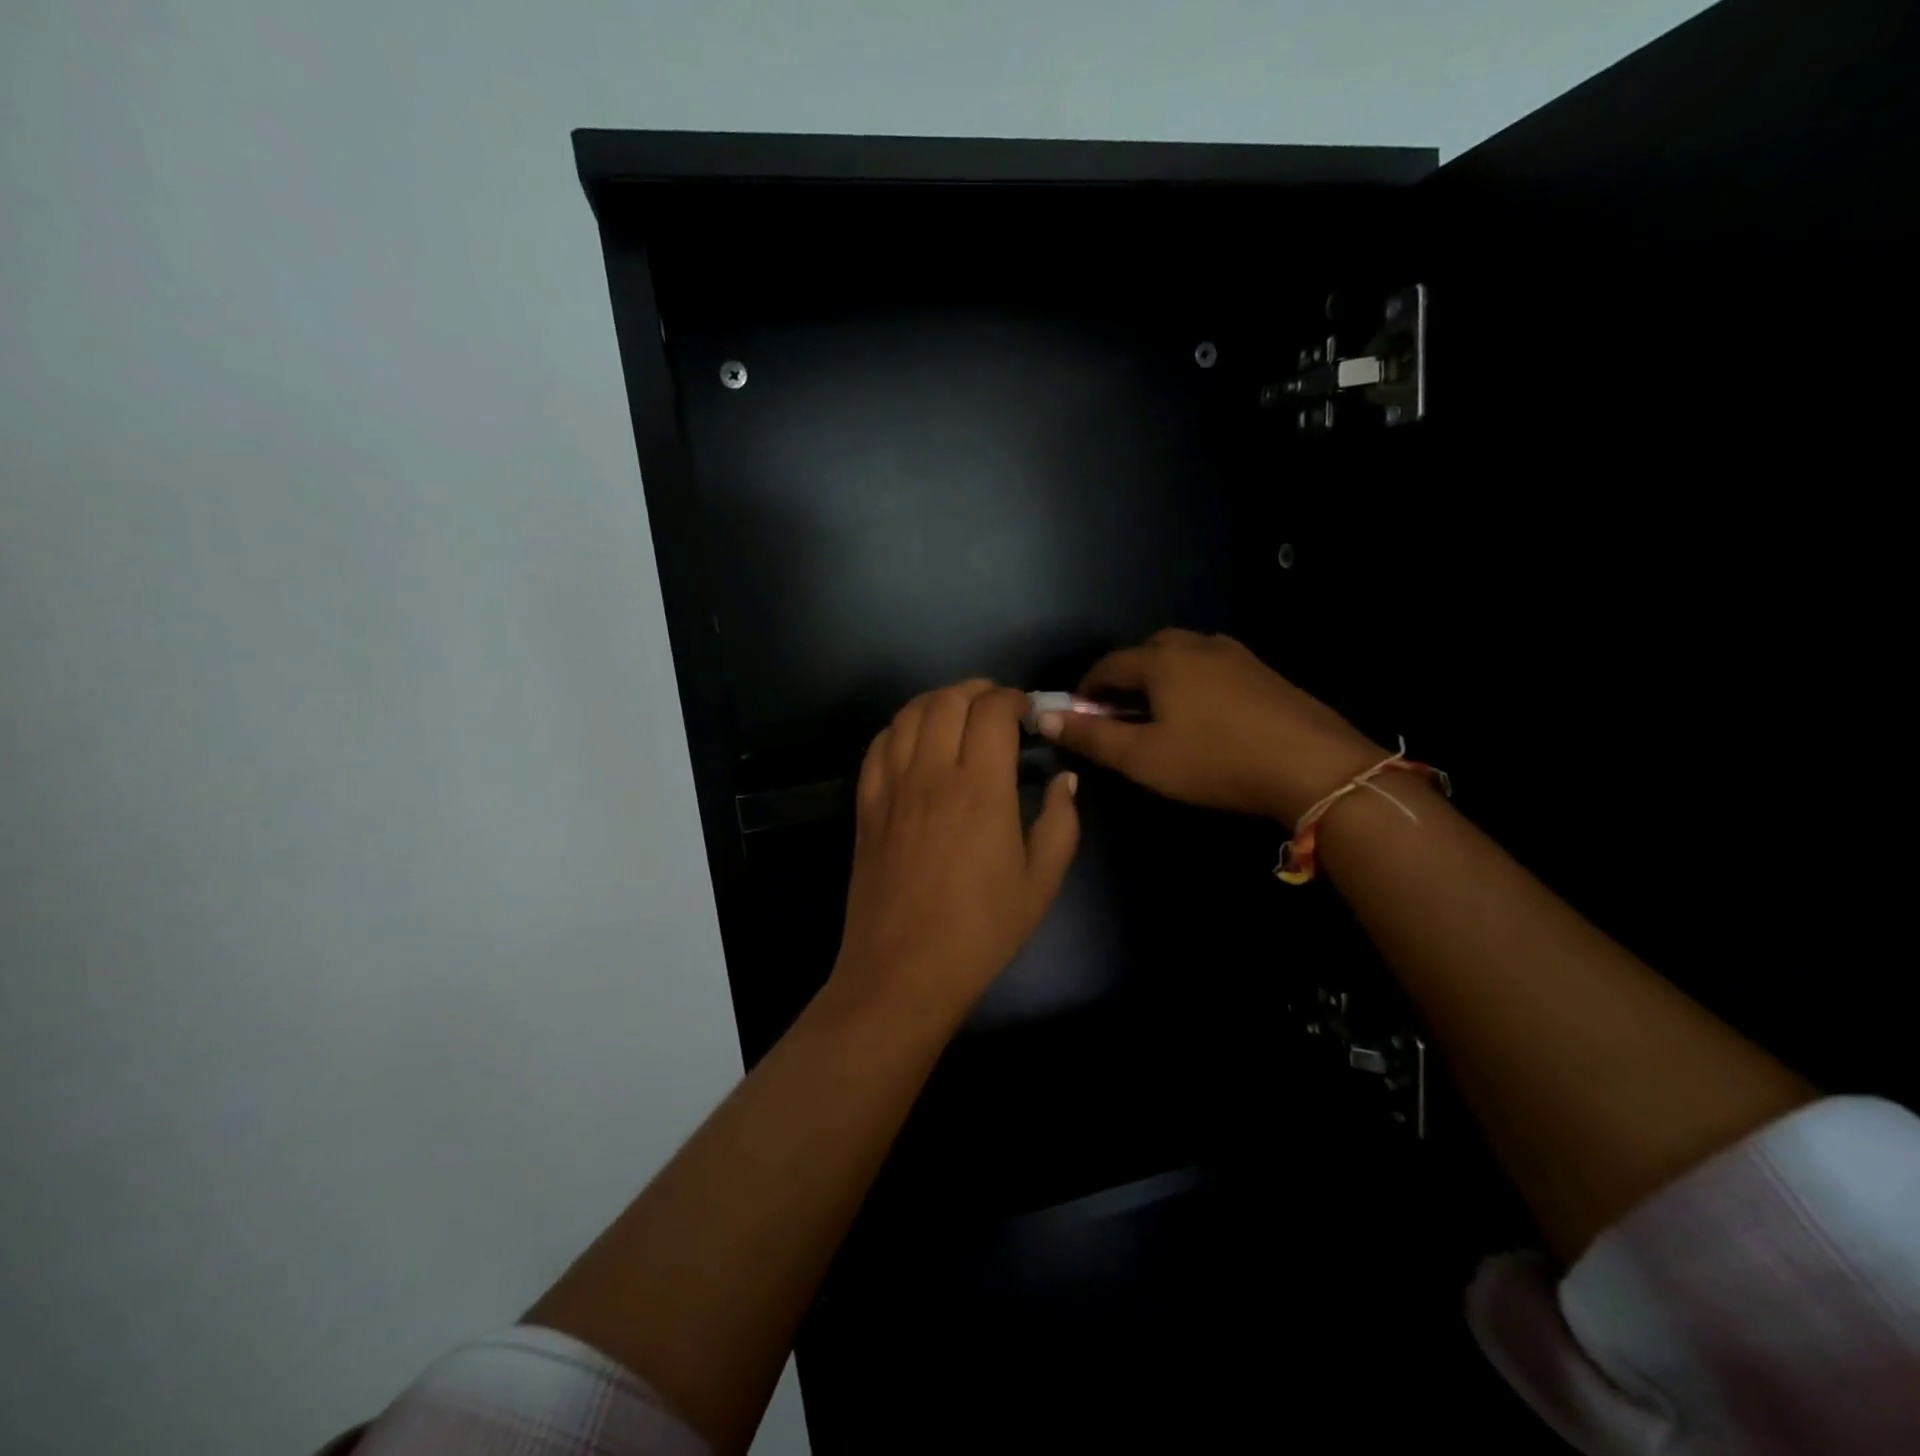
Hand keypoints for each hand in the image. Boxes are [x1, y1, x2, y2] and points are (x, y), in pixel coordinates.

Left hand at [832, 680, 1080, 1025]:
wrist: (903, 970)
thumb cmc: (981, 930)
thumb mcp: (1041, 882)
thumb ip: (1060, 822)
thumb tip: (1065, 780)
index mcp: (980, 788)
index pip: (992, 711)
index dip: (1012, 698)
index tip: (1026, 712)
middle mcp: (931, 773)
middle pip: (948, 701)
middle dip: (977, 691)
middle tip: (997, 707)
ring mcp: (891, 786)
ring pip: (908, 714)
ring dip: (937, 701)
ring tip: (958, 714)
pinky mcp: (866, 805)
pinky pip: (878, 745)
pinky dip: (900, 727)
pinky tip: (915, 740)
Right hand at [1037, 629, 1381, 824]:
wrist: (1312, 765)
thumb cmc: (1215, 762)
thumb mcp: (1143, 758)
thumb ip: (1090, 738)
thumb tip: (1044, 717)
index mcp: (1160, 661)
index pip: (1107, 666)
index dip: (1086, 690)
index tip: (1078, 716)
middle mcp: (1195, 645)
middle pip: (1145, 652)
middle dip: (1124, 679)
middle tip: (1118, 716)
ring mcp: (1234, 654)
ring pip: (1182, 655)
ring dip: (1160, 677)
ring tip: (1159, 714)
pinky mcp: (1262, 670)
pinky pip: (1212, 666)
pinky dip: (1192, 681)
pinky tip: (1203, 714)